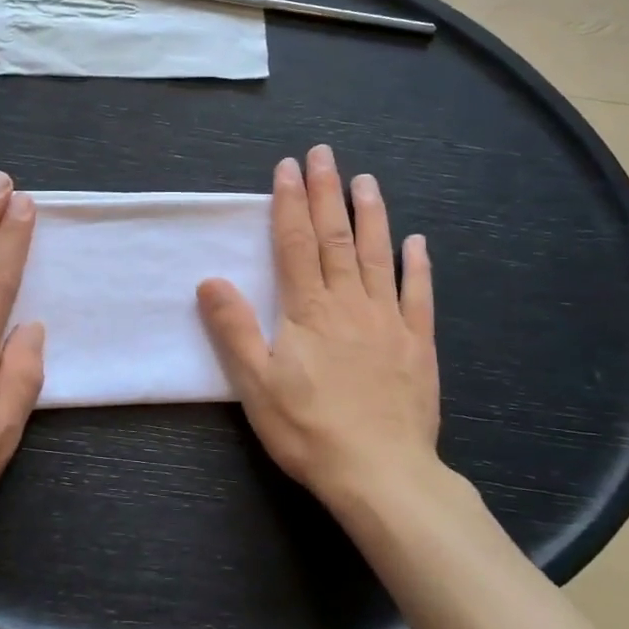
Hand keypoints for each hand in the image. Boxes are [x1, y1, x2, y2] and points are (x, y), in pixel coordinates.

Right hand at [197, 146, 440, 510]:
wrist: (381, 474)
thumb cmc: (309, 430)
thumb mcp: (257, 384)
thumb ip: (234, 329)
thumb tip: (210, 281)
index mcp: (308, 310)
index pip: (295, 243)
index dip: (290, 203)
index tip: (287, 168)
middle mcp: (349, 303)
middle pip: (335, 238)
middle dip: (327, 192)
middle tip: (324, 154)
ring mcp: (388, 320)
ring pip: (377, 255)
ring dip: (370, 215)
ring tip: (366, 180)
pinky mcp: (417, 343)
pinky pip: (418, 295)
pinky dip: (417, 265)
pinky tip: (416, 242)